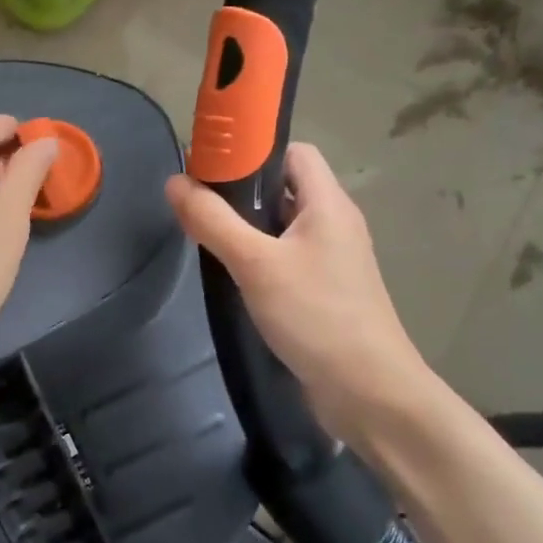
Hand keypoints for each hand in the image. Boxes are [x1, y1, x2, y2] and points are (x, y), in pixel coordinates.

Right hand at [165, 143, 425, 443]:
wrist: (368, 390)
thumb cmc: (316, 315)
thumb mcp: (256, 264)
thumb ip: (213, 221)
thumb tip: (175, 182)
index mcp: (329, 204)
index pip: (294, 152)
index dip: (255, 152)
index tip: (212, 168)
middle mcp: (336, 224)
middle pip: (288, 188)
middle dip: (244, 192)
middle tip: (201, 206)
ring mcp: (333, 260)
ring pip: (286, 226)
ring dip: (250, 228)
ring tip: (210, 239)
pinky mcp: (326, 291)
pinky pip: (289, 258)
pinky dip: (261, 258)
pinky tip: (235, 277)